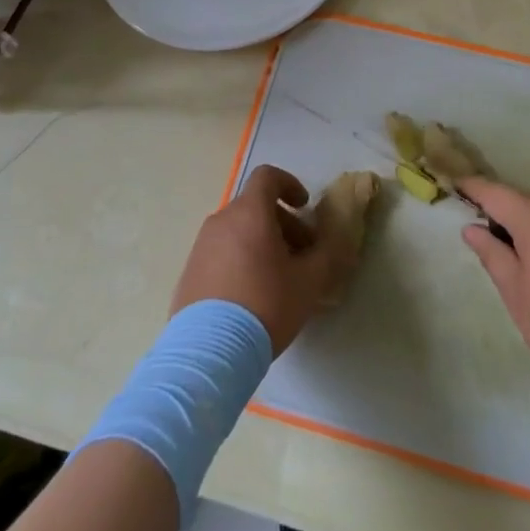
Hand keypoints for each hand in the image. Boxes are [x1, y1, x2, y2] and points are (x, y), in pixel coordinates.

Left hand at [170, 165, 362, 352]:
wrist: (209, 353)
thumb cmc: (265, 305)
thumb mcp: (309, 282)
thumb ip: (328, 254)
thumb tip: (340, 240)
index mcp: (249, 213)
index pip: (267, 176)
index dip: (289, 185)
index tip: (304, 207)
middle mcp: (221, 221)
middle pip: (255, 206)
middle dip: (282, 223)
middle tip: (301, 253)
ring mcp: (201, 247)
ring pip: (237, 230)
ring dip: (261, 242)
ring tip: (277, 278)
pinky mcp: (189, 273)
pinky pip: (220, 253)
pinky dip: (239, 260)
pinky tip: (251, 296)